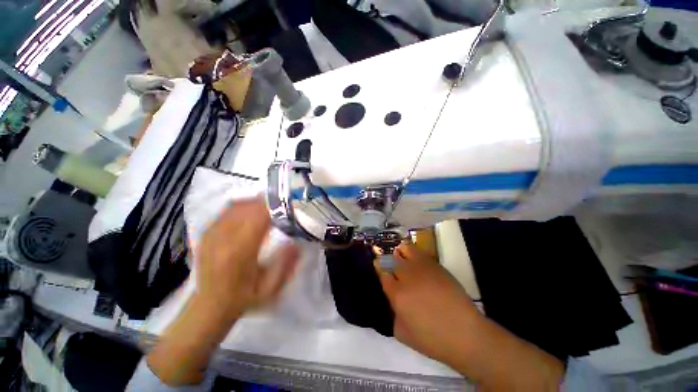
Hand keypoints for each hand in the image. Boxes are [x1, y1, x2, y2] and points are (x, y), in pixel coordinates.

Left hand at [147, 197, 298, 385]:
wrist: (209, 307)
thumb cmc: (243, 298)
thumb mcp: (270, 289)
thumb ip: (285, 265)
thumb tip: (295, 243)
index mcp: (239, 252)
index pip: (257, 218)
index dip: (273, 207)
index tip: (287, 204)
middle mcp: (223, 239)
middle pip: (247, 208)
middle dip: (265, 202)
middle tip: (281, 202)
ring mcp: (212, 234)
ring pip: (236, 206)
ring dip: (254, 202)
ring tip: (269, 204)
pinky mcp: (206, 234)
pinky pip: (226, 211)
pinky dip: (241, 206)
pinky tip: (251, 209)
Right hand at [374, 242, 479, 363]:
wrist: (465, 334)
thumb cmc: (432, 339)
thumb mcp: (402, 333)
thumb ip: (392, 313)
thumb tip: (391, 298)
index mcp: (397, 294)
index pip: (382, 274)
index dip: (380, 269)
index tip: (380, 268)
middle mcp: (407, 277)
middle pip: (391, 259)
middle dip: (388, 260)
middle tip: (390, 265)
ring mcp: (422, 268)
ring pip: (404, 249)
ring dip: (400, 252)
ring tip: (401, 257)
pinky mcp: (435, 265)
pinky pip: (419, 252)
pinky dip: (413, 252)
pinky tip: (414, 258)